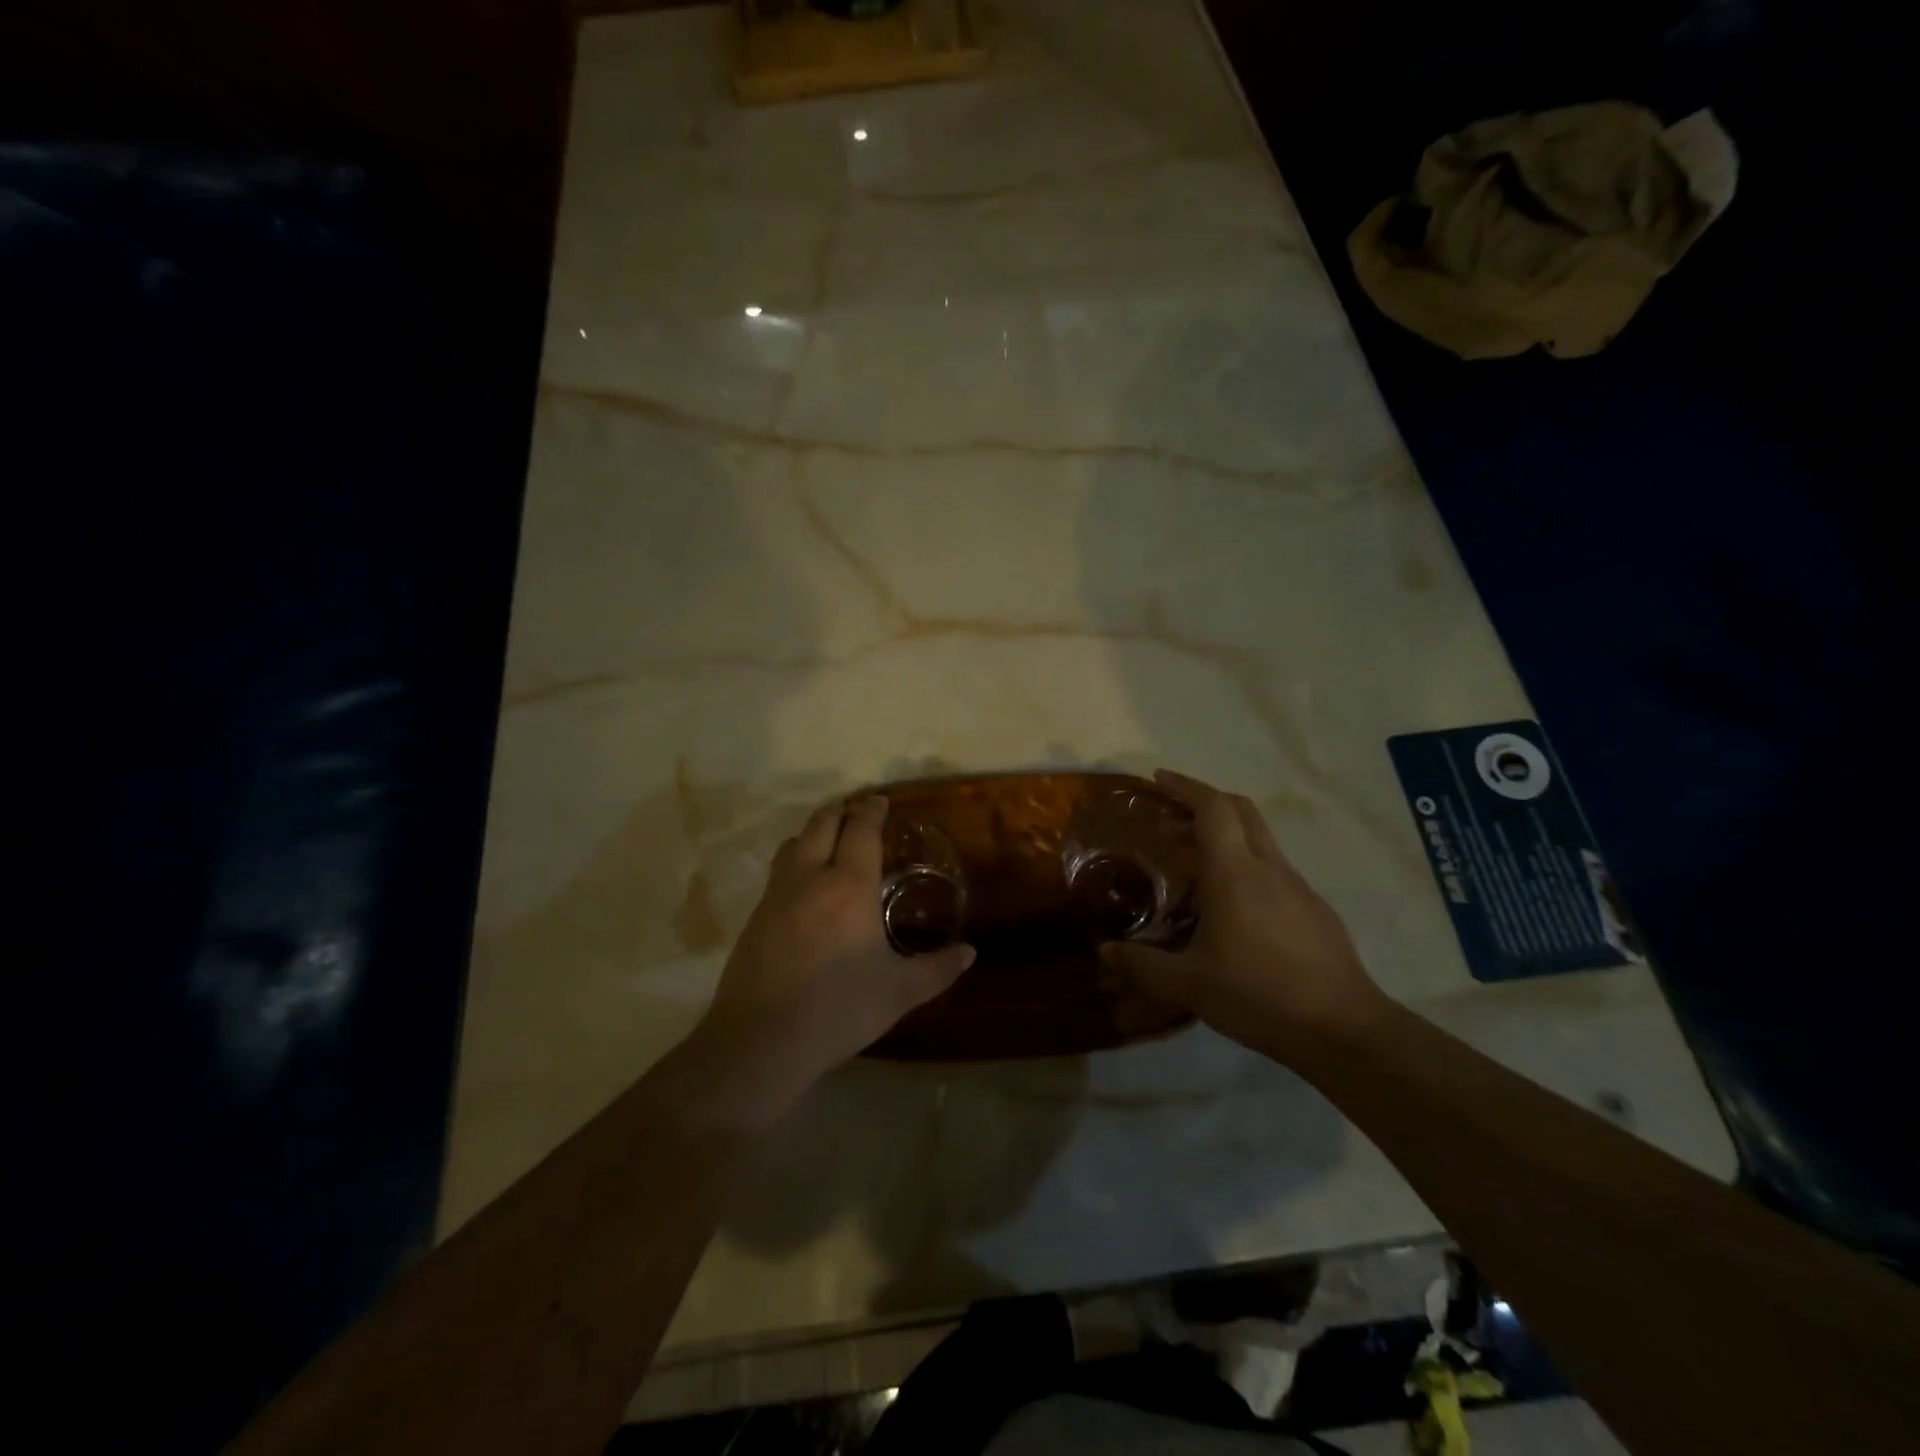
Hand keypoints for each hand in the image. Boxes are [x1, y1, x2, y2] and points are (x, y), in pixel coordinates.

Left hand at [699, 795, 974, 1100]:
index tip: (880, 801)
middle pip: (821, 823)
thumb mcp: (899, 992)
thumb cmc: (839, 1009)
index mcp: (849, 885)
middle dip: (840, 811)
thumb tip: (970, 953)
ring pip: (792, 843)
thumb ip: (937, 969)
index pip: (860, 829)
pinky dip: (794, 863)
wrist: (761, 1040)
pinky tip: (804, 891)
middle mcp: (809, 878)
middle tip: (857, 813)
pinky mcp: (754, 918)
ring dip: (812, 833)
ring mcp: (776, 895)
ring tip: (828, 845)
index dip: (871, 810)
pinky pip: (777, 873)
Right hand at [1103, 770, 1385, 1059]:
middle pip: (1241, 810)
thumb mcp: (1190, 985)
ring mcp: (1298, 887)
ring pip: (1260, 839)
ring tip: (1195, 862)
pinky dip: (1247, 865)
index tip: (1158, 780)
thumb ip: (1143, 965)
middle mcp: (1269, 867)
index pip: (1213, 807)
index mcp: (1235, 873)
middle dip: (1206, 799)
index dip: (1185, 786)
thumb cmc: (1259, 995)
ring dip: (1228, 834)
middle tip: (1172, 812)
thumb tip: (1104, 952)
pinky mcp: (1315, 910)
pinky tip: (1234, 907)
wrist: (1344, 1029)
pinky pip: (1274, 869)